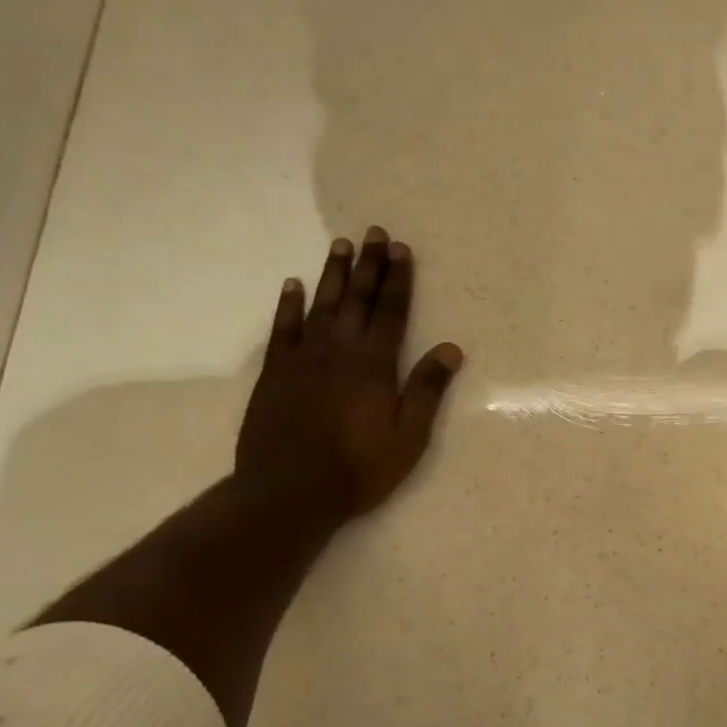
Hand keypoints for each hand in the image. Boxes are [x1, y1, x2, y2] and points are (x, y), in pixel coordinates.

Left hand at [236, 228, 462, 522]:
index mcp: (374, 366)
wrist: (288, 493)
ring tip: (341, 245)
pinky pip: (283, 330)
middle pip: (357, 300)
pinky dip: (289, 306)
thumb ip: (427, 390)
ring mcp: (303, 360)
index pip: (390, 312)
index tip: (400, 249)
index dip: (398, 280)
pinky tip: (292, 285)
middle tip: (373, 232)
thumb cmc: (358, 469)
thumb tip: (451, 348)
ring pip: (321, 307)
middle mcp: (339, 352)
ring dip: (333, 275)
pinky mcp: (275, 374)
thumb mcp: (408, 437)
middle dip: (368, 266)